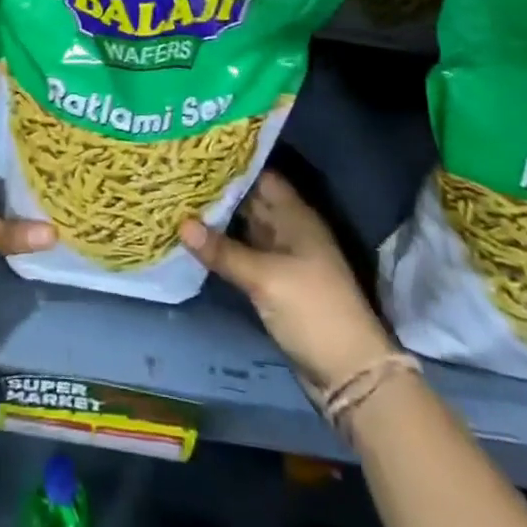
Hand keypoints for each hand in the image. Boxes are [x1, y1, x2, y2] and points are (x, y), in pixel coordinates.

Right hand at [180, 172, 394, 390]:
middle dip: (219, 190)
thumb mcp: (265, 278)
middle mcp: (288, 230)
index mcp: (295, 217)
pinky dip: (222, 246)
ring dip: (217, 218)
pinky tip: (194, 239)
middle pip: (251, 201)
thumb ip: (223, 251)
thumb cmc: (313, 310)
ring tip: (178, 200)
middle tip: (179, 175)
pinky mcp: (273, 283)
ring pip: (244, 228)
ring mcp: (281, 258)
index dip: (233, 163)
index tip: (198, 153)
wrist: (348, 373)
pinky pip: (243, 254)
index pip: (262, 176)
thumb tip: (182, 223)